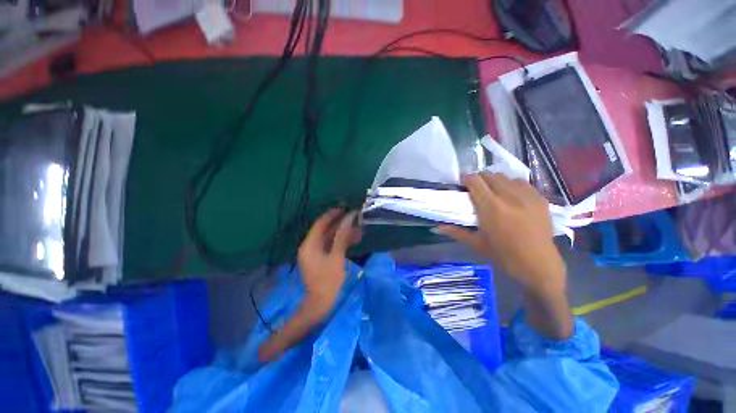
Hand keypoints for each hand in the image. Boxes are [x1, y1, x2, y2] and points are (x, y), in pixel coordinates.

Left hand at [259, 208, 360, 362]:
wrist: (321, 303)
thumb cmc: (328, 280)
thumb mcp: (336, 256)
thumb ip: (342, 236)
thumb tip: (348, 219)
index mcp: (310, 244)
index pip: (320, 223)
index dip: (332, 215)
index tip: (344, 209)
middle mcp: (310, 246)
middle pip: (325, 230)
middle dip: (340, 224)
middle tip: (354, 219)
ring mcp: (315, 253)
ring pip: (330, 238)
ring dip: (343, 234)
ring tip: (358, 230)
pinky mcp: (320, 259)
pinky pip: (331, 246)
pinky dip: (341, 242)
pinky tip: (353, 241)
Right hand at [437, 173, 565, 297]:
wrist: (539, 266)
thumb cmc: (504, 256)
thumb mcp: (477, 244)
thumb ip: (456, 232)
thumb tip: (436, 227)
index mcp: (491, 208)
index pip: (476, 181)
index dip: (467, 180)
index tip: (463, 185)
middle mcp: (509, 197)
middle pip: (490, 175)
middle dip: (479, 179)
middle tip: (476, 190)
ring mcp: (527, 196)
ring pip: (506, 176)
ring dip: (495, 181)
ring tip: (493, 192)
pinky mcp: (540, 199)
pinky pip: (522, 182)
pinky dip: (512, 185)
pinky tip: (511, 196)